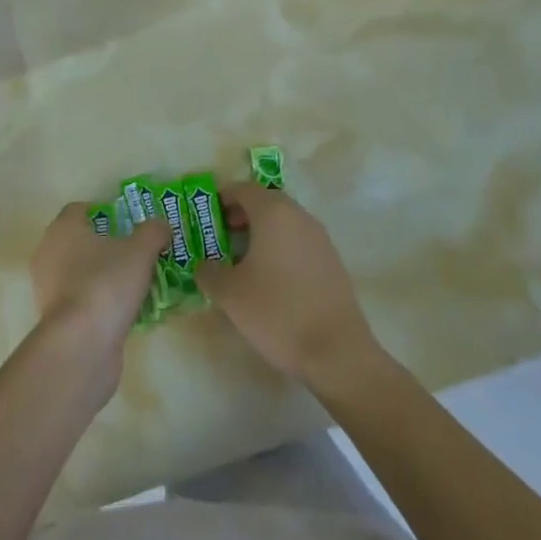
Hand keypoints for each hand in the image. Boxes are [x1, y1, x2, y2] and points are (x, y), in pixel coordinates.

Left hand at [30, 205, 167, 397]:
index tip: (130, 223)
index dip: (106, 213)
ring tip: (137, 284)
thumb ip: (153, 231)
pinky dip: (101, 303)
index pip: (80, 210)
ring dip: (106, 276)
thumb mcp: (140, 250)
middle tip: (138, 252)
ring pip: (82, 273)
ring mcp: (49, 290)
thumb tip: (161, 226)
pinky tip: (127, 311)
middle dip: (109, 246)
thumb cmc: (106, 284)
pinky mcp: (56, 321)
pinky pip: (83, 301)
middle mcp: (49, 255)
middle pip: (82, 242)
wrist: (81, 346)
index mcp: (63, 229)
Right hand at [195, 184, 382, 394]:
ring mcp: (320, 238)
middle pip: (266, 202)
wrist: (337, 351)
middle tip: (222, 236)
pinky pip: (299, 241)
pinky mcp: (332, 261)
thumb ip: (209, 272)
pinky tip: (272, 278)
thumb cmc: (277, 312)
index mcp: (273, 212)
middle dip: (242, 214)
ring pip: (284, 222)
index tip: (207, 216)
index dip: (222, 198)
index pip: (243, 189)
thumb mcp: (230, 294)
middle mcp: (299, 216)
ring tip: (243, 259)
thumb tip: (203, 265)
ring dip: (262, 231)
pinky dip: (281, 247)